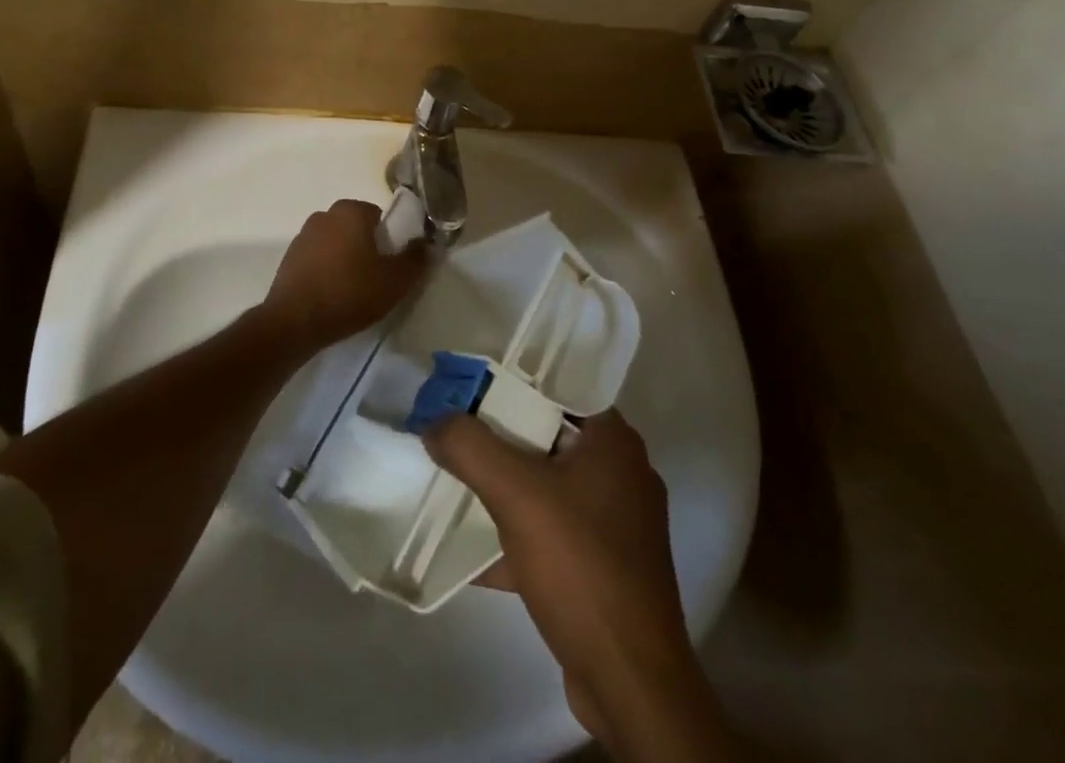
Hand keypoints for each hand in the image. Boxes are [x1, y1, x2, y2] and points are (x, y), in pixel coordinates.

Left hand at [260, 200, 426, 353]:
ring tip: (353, 291)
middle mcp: (325, 214)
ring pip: (336, 243)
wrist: (294, 322)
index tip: (393, 265)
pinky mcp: (289, 258)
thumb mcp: (395, 280)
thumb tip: (424, 243)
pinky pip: (318, 259)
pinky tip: (332, 295)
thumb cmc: (350, 293)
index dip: (391, 240)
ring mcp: (303, 235)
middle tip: (377, 279)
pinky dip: (327, 271)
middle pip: (357, 228)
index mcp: (351, 211)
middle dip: (368, 248)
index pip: (380, 217)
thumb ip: (416, 259)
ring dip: (346, 259)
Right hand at [426, 410, 734, 758]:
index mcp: (614, 440)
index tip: (470, 385)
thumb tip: (434, 422)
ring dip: (507, 488)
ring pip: (550, 486)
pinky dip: (519, 535)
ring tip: (458, 483)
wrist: (630, 682)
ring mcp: (618, 523)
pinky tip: (476, 553)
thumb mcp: (516, 495)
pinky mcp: (607, 566)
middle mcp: (622, 472)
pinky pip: (554, 532)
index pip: (559, 387)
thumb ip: (470, 448)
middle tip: (456, 431)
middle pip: (549, 436)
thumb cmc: (580, 565)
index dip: (513, 382)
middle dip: (501, 436)